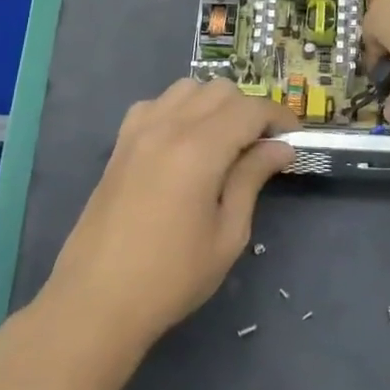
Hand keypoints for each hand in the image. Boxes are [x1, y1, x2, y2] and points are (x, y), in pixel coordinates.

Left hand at [48, 78, 296, 349]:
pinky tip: (183, 142)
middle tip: (261, 146)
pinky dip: (179, 109)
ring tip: (223, 141)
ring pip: (188, 88)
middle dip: (249, 109)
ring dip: (214, 104)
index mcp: (199, 149)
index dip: (279, 117)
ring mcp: (139, 131)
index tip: (294, 140)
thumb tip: (280, 147)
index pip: (250, 108)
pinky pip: (156, 104)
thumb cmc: (171, 277)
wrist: (96, 301)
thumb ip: (252, 179)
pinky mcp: (120, 143)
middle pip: (221, 90)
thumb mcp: (228, 233)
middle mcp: (168, 126)